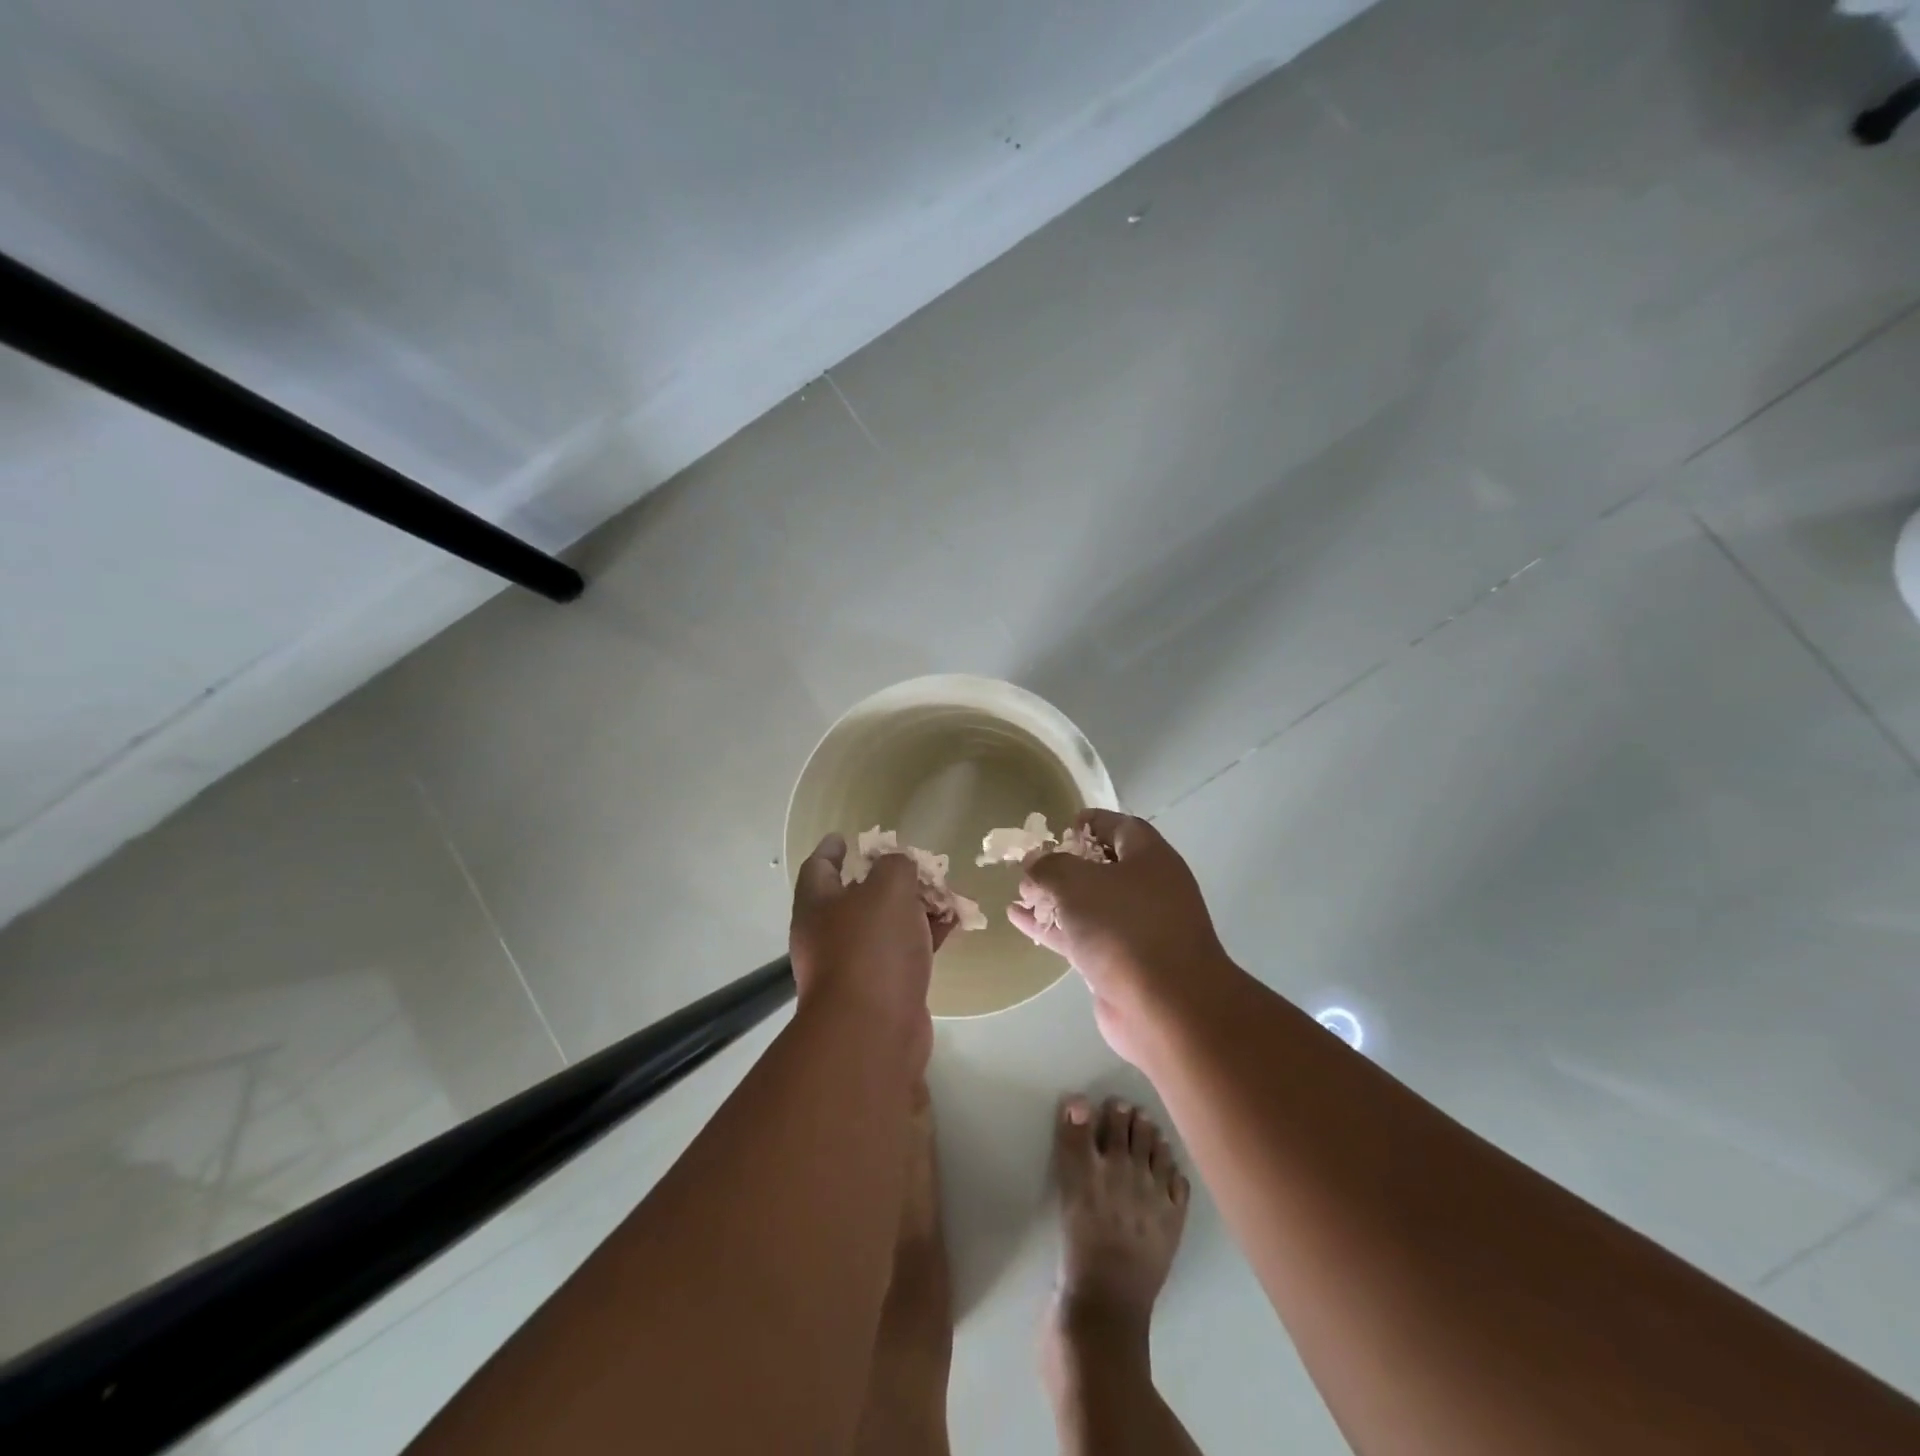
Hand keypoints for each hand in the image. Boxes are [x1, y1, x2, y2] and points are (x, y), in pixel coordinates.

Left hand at [789, 834, 947, 1066]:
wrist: (873, 1032)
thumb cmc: (871, 948)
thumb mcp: (888, 889)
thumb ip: (896, 866)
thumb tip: (899, 867)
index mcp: (817, 905)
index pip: (818, 866)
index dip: (832, 849)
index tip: (845, 836)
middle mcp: (828, 935)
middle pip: (856, 896)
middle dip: (887, 879)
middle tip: (914, 865)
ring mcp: (854, 965)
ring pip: (885, 925)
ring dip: (913, 908)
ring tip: (944, 892)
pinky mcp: (882, 990)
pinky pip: (904, 952)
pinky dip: (926, 935)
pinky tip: (952, 924)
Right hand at [1009, 810, 1240, 1064]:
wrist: (1166, 1008)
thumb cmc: (1124, 928)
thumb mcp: (1077, 883)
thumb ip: (1049, 867)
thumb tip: (1034, 863)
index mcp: (1150, 858)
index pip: (1121, 827)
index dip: (1092, 822)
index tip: (1062, 825)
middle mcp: (1149, 889)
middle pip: (1104, 866)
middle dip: (1067, 863)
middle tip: (1033, 863)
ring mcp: (1137, 929)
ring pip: (1090, 904)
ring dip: (1055, 898)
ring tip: (1019, 892)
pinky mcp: (1122, 964)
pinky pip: (1083, 936)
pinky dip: (1054, 927)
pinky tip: (1019, 920)